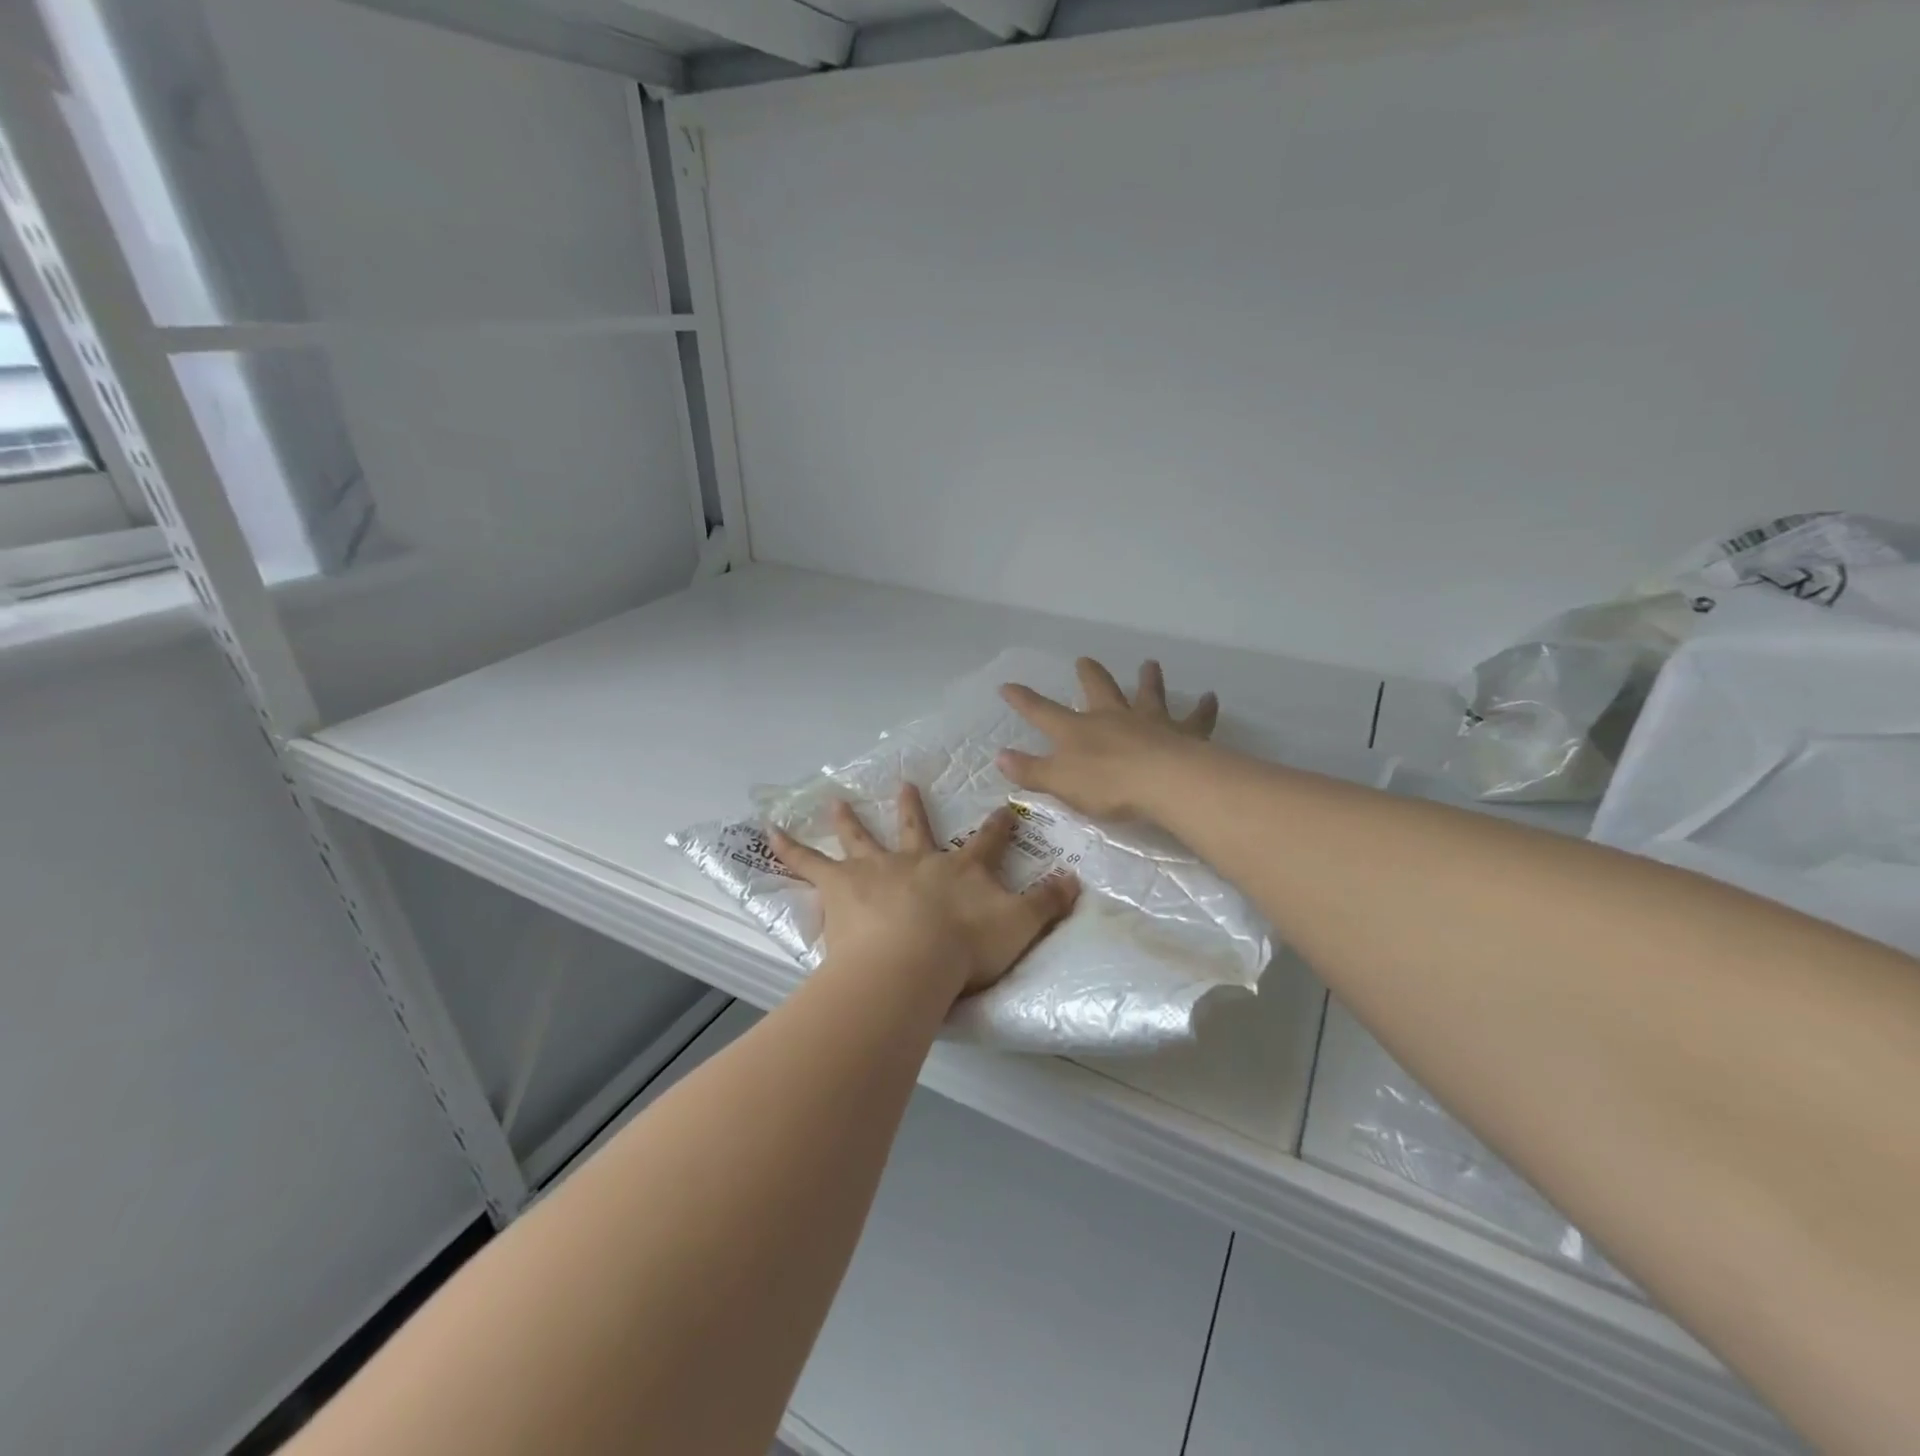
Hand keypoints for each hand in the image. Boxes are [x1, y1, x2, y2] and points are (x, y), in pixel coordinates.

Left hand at [770, 787, 1079, 1000]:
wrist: (912, 961)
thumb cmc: (966, 948)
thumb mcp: (1020, 926)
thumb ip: (1049, 903)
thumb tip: (1078, 879)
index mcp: (960, 869)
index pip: (987, 841)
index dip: (999, 825)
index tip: (1006, 807)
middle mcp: (917, 861)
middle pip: (915, 828)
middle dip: (914, 808)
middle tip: (906, 784)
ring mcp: (876, 870)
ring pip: (861, 838)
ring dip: (849, 820)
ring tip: (835, 800)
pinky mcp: (841, 887)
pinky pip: (808, 863)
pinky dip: (788, 846)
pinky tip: (768, 830)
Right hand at [997, 657, 1218, 820]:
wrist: (1163, 782)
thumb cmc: (1106, 785)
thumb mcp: (1059, 782)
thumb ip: (1030, 771)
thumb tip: (1000, 757)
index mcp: (1079, 730)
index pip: (1042, 712)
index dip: (1023, 700)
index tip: (1007, 686)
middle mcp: (1112, 717)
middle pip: (1098, 690)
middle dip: (1089, 675)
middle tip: (1085, 660)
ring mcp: (1150, 721)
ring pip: (1148, 694)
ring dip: (1148, 679)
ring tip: (1150, 664)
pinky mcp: (1184, 734)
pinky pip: (1196, 718)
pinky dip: (1204, 708)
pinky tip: (1212, 697)